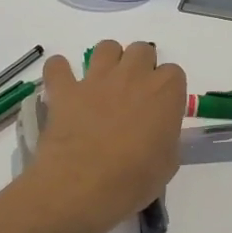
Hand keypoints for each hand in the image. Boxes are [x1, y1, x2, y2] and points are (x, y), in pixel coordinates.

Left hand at [30, 42, 185, 232]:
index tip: (161, 107)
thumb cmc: (135, 180)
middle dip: (140, 66)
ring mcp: (97, 79)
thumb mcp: (168, 163)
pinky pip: (58, 66)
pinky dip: (59, 72)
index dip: (167, 89)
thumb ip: (166, 138)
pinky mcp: (65, 90)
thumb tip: (157, 135)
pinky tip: (63, 86)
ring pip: (106, 47)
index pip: (174, 73)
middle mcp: (134, 75)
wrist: (85, 185)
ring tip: (103, 85)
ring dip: (107, 61)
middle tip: (133, 93)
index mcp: (165, 92)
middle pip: (141, 50)